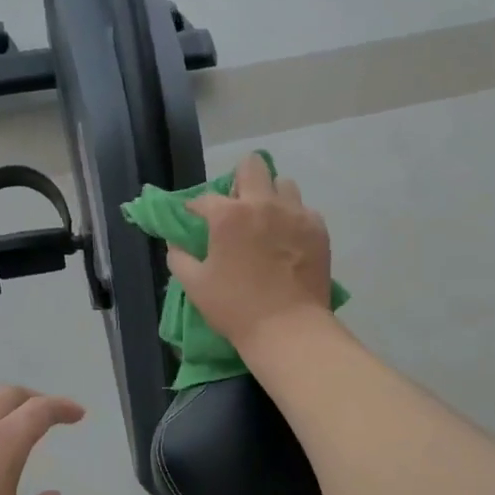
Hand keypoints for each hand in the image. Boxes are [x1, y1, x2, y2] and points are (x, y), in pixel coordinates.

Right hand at [166, 152, 332, 351]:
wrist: (288, 328)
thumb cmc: (235, 307)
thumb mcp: (195, 285)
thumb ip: (179, 257)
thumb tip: (176, 243)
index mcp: (228, 215)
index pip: (205, 198)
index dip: (195, 209)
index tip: (195, 219)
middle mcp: (263, 204)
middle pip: (252, 165)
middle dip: (240, 180)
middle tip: (237, 207)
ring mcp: (295, 214)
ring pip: (283, 184)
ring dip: (271, 196)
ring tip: (266, 221)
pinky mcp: (318, 229)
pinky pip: (304, 210)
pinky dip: (292, 219)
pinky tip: (287, 241)